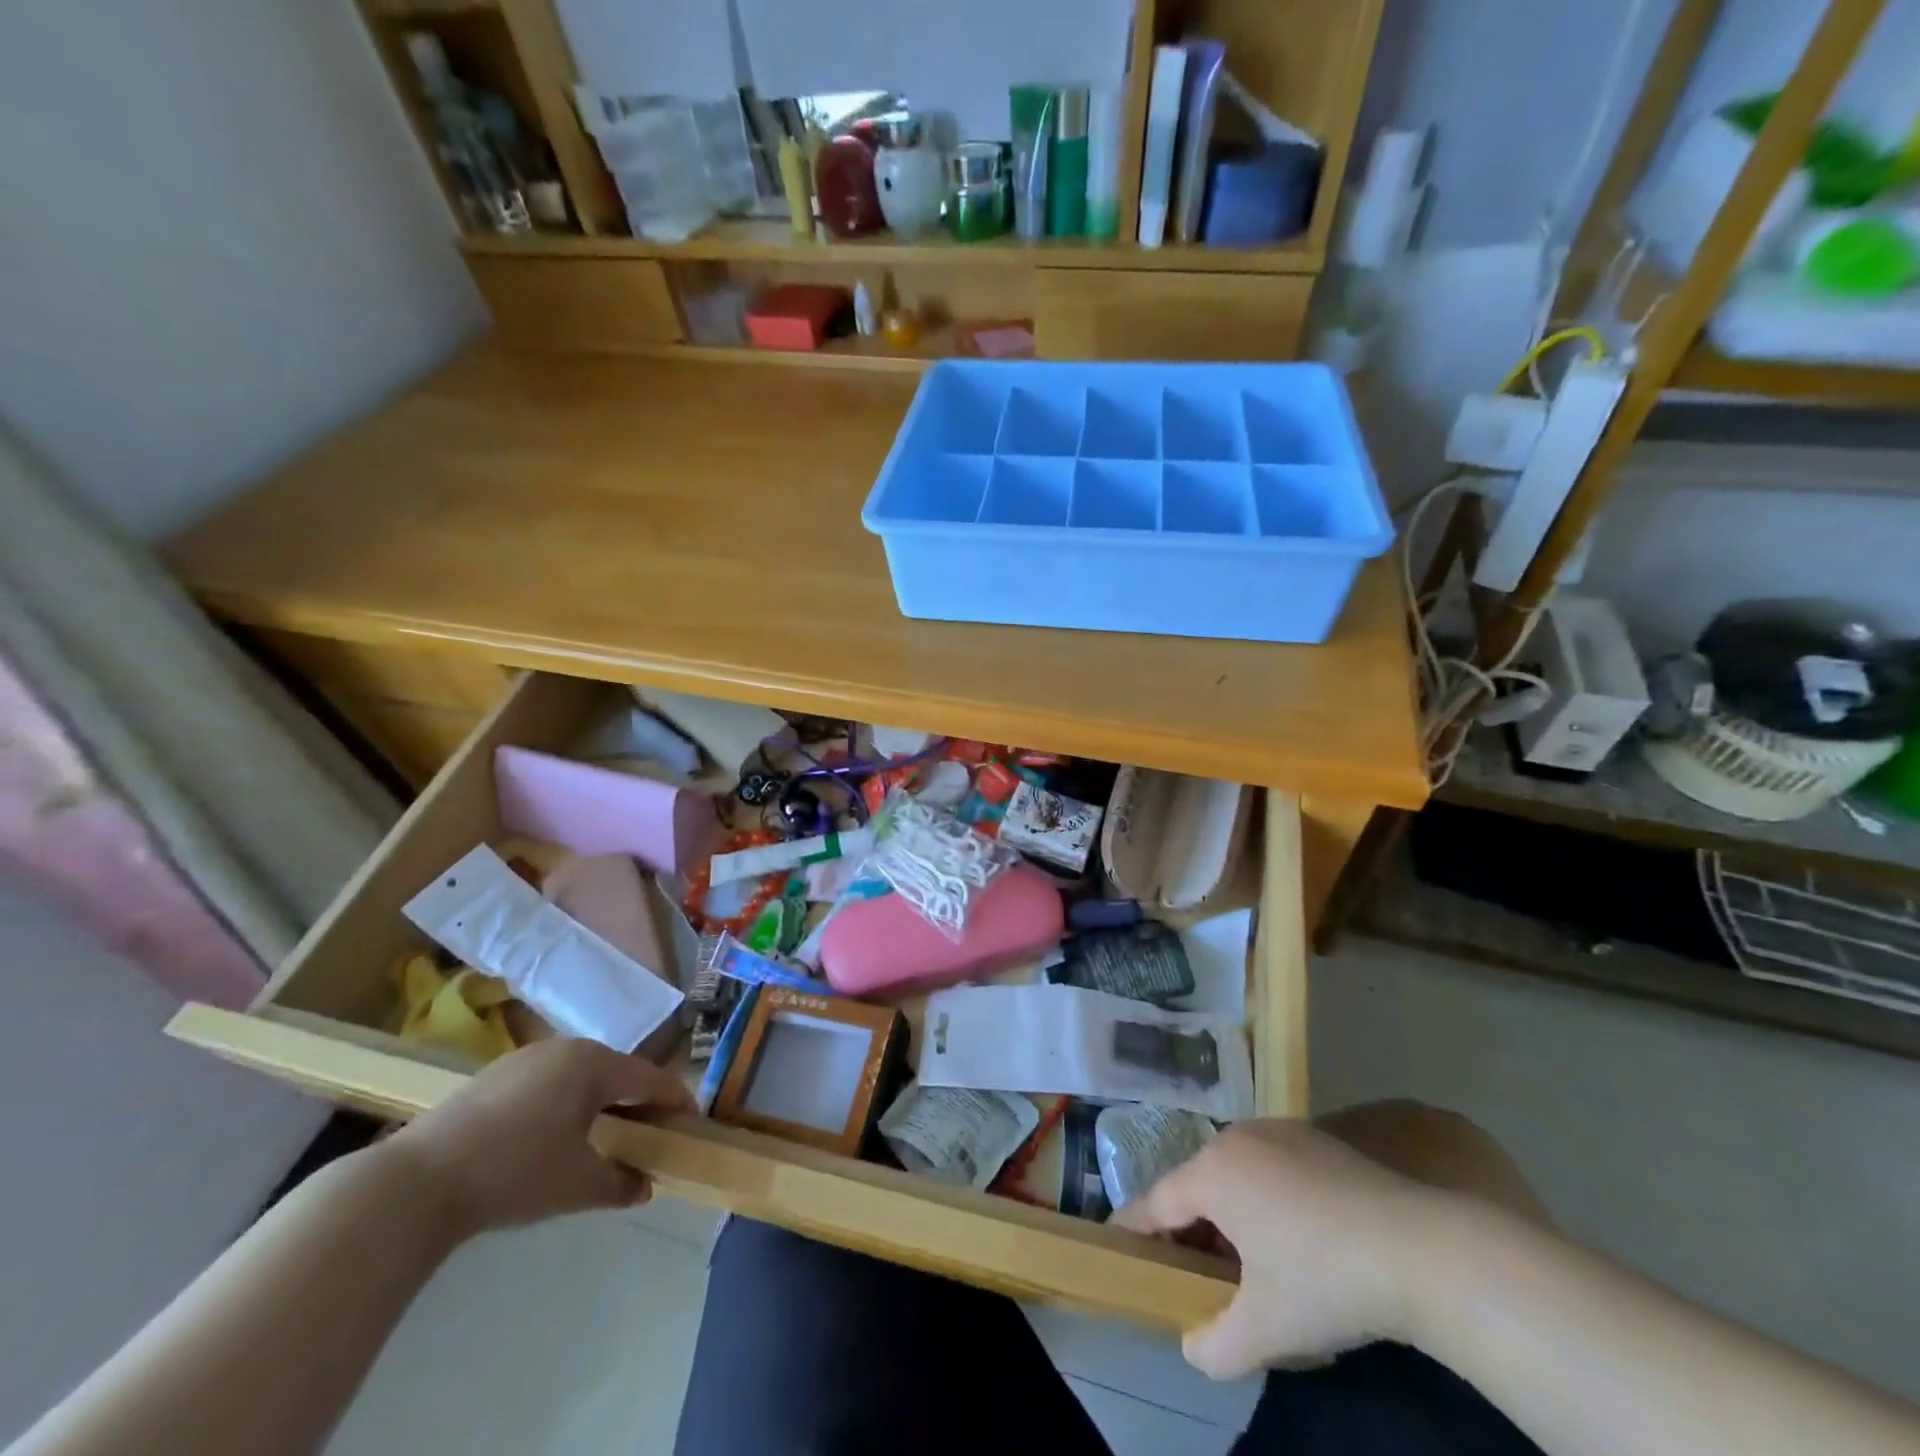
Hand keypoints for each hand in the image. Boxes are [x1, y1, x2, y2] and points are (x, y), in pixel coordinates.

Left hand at [384, 1038, 693, 1236]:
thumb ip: (620, 1183)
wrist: (416, 1182)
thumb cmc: (516, 1172)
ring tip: (602, 1133)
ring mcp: (525, 1058)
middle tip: (648, 1130)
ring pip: (579, 1075)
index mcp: (594, 1064)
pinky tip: (551, 1134)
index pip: (650, 1078)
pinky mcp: (492, 1076)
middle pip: (615, 1072)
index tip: (692, 1120)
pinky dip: (563, 1103)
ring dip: (598, 1101)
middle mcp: (565, 1049)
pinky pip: (547, 1082)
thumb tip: (644, 1187)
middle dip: (635, 1100)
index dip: (675, 1099)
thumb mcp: (578, 1185)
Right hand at [1113, 1118, 1442, 1378]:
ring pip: (1232, 1170)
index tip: (1117, 1244)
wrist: (1420, 1247)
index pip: (1157, 1201)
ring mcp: (1277, 1131)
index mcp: (1213, 1174)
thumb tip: (1193, 1347)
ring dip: (1226, 1209)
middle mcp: (1236, 1139)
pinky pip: (1266, 1164)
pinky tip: (1290, 1233)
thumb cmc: (1326, 1280)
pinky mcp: (1313, 1137)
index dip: (1135, 1226)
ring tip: (1241, 1256)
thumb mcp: (1267, 1328)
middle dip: (1186, 1224)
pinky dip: (1261, 1194)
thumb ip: (1216, 1344)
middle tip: (1189, 1268)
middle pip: (1195, 1182)